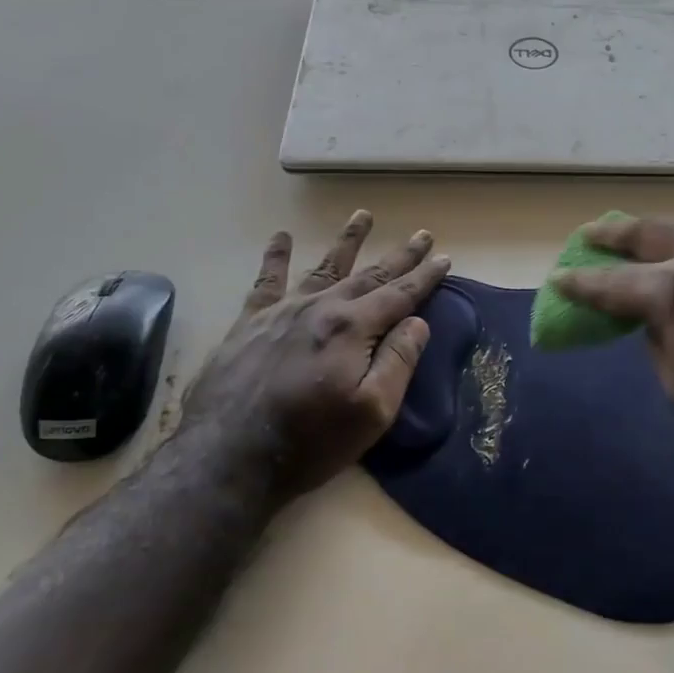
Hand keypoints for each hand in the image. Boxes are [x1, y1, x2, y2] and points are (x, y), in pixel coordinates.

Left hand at [177, 211, 450, 506]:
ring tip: (362, 215)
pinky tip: (281, 236)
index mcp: (352, 328)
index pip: (399, 295)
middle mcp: (320, 308)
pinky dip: (275, 257)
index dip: (425, 277)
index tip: (445, 257)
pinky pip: (266, 281)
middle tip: (421, 235)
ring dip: (347, 241)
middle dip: (399, 256)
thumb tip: (417, 322)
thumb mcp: (371, 412)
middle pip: (369, 275)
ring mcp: (282, 312)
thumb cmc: (310, 442)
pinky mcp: (250, 323)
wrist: (228, 457)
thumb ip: (398, 362)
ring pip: (323, 267)